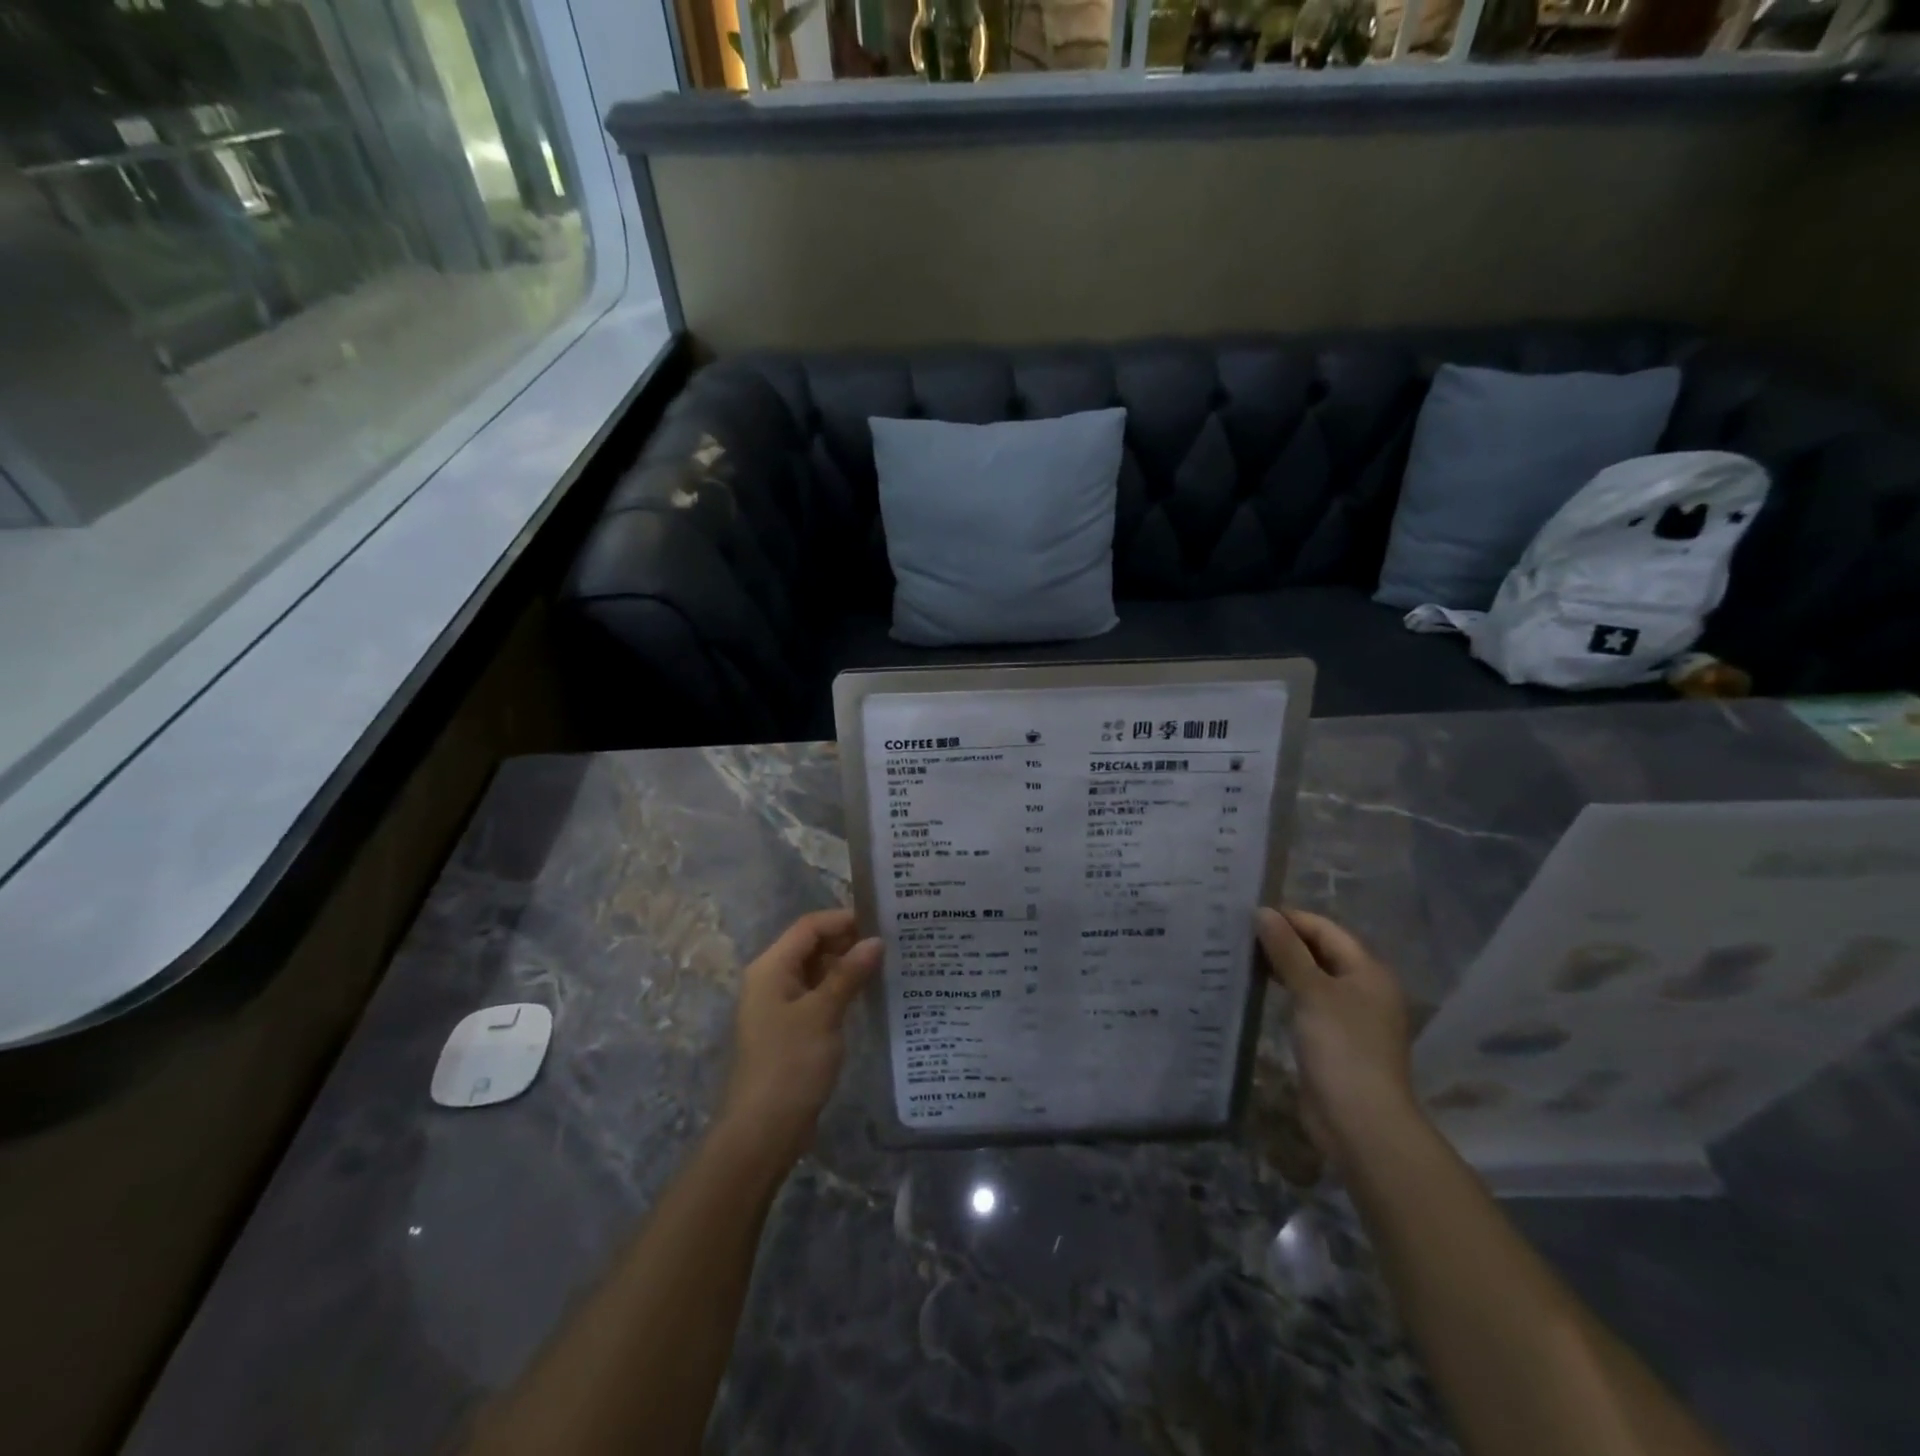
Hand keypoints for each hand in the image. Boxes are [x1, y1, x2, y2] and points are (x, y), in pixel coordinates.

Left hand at [718, 909, 881, 1168]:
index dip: (843, 919)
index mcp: (771, 968)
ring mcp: (780, 1005)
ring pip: (817, 971)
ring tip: (887, 963)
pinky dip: (841, 989)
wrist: (763, 1130)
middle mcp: (772, 979)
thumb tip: (876, 941)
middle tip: (891, 942)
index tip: (882, 921)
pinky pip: (818, 995)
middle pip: (812, 946)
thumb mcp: (823, 1014)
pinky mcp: (791, 1028)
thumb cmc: (790, 1064)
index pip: (809, 927)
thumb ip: (849, 973)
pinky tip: (869, 993)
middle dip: (848, 941)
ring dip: (847, 965)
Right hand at [1257, 907, 1417, 1164]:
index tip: (1248, 914)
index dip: (1289, 918)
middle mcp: (1363, 988)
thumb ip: (1286, 950)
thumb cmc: (1340, 1047)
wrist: (1359, 1121)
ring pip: (1312, 977)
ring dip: (1282, 965)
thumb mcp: (1311, 991)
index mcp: (1368, 971)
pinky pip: (1307, 1002)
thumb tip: (1263, 912)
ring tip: (1242, 956)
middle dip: (1283, 940)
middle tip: (1239, 933)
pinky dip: (1285, 991)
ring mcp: (1350, 1016)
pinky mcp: (1333, 1040)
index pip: (1325, 929)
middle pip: (1320, 951)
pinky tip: (1258, 989)